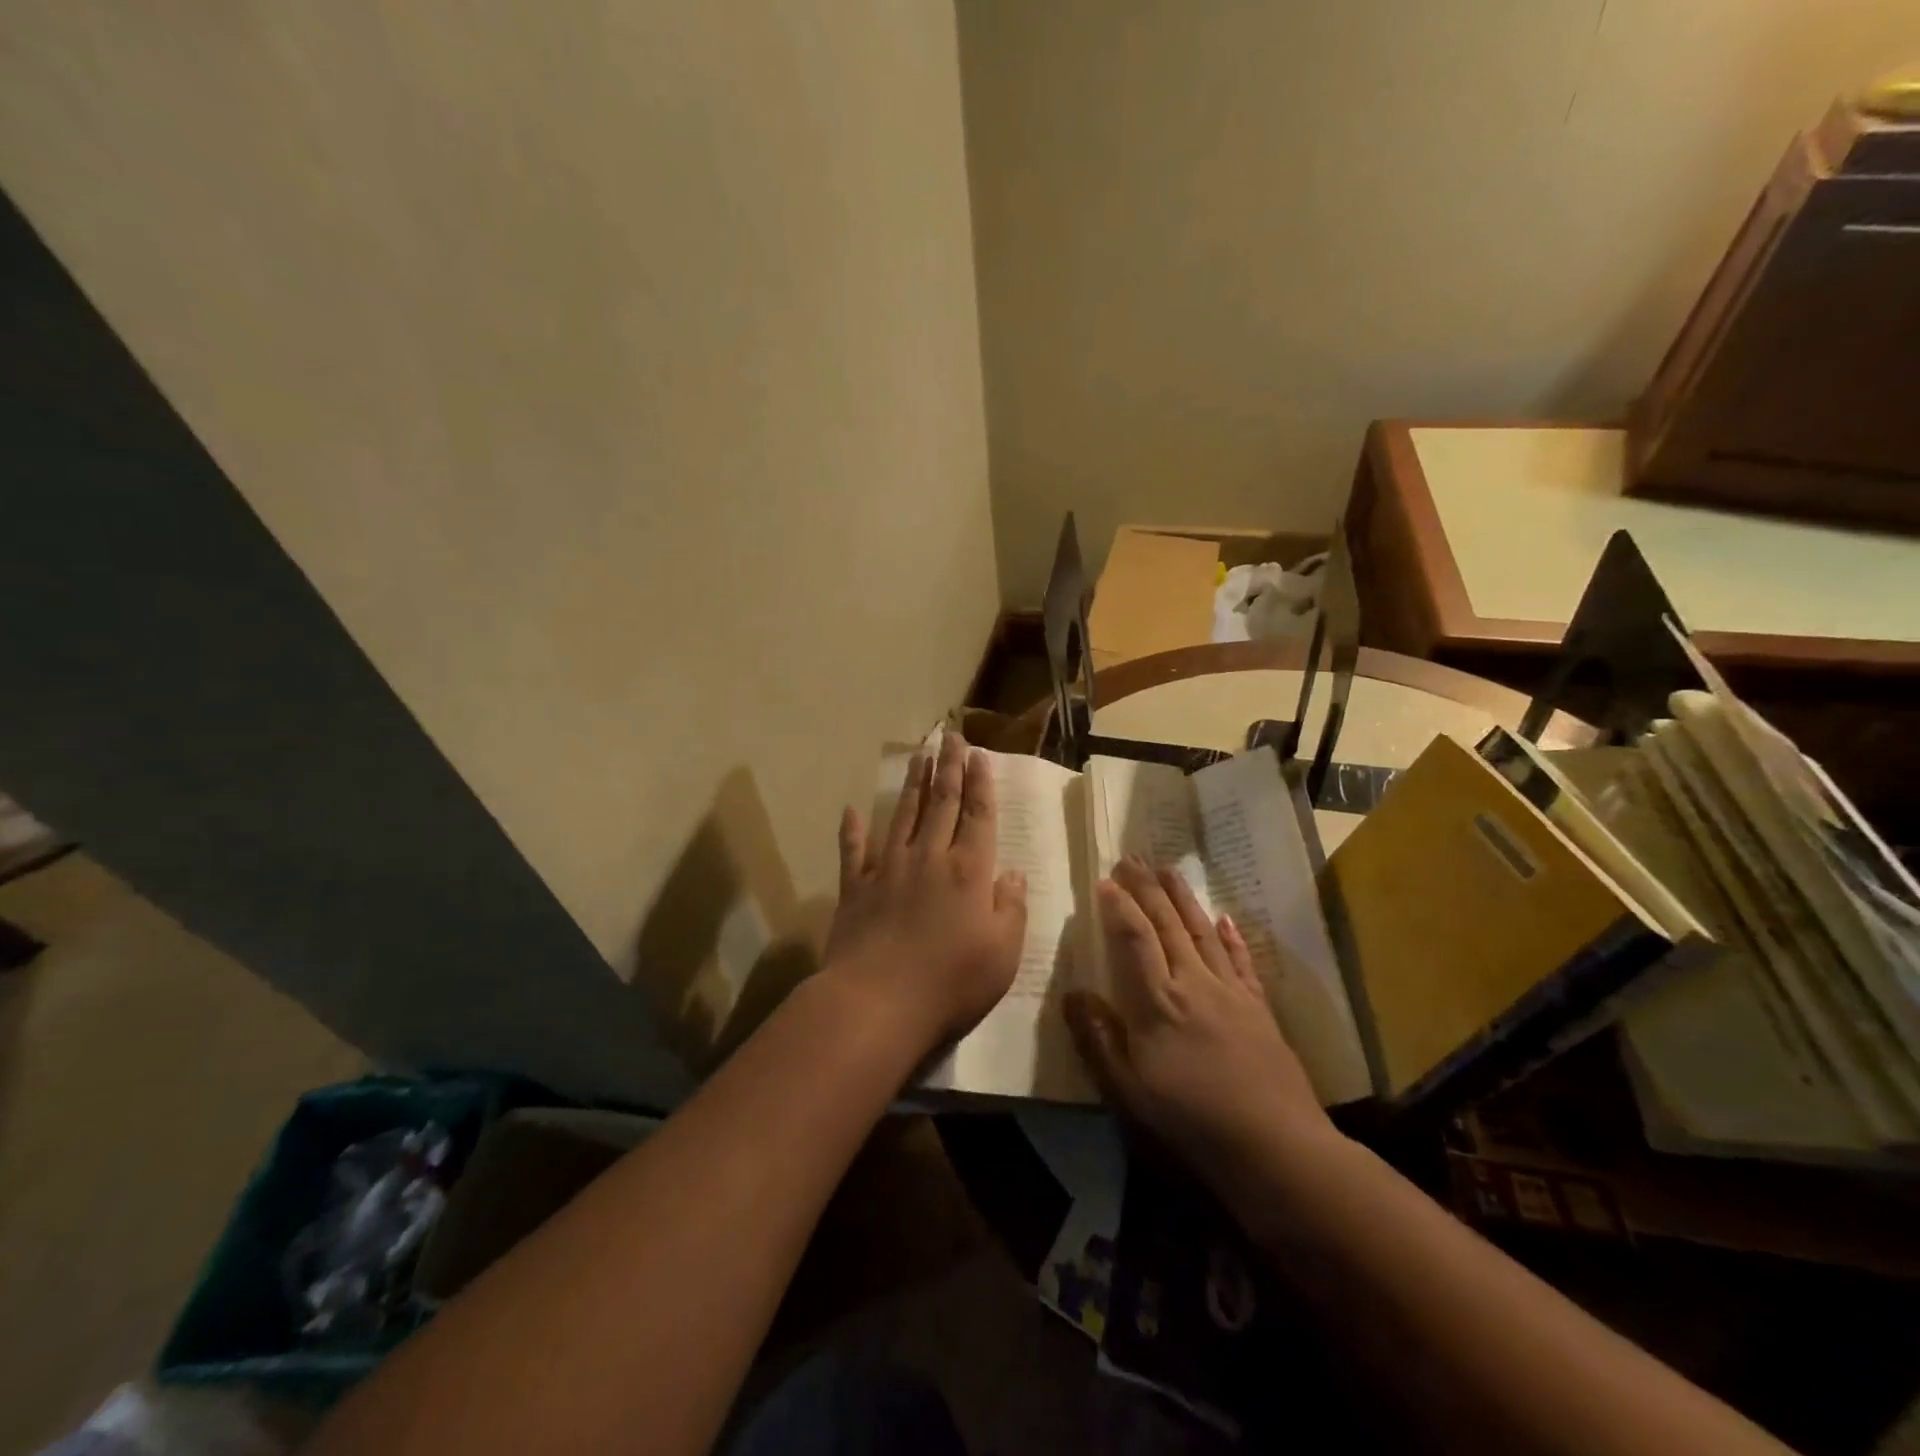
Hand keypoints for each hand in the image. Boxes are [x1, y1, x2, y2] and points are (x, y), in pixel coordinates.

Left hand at [824, 733, 1027, 1056]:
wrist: (877, 1004)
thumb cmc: (951, 983)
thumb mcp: (1003, 953)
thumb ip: (1011, 908)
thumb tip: (1012, 874)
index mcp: (968, 871)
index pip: (977, 815)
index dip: (980, 783)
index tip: (979, 755)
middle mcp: (929, 858)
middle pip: (941, 803)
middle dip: (948, 768)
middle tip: (950, 737)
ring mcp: (888, 870)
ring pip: (903, 816)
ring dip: (913, 785)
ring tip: (919, 756)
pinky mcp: (856, 889)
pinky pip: (854, 853)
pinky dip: (852, 831)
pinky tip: (851, 811)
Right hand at [1065, 857, 1332, 1187]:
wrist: (1275, 1147)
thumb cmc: (1191, 1120)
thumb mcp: (1128, 1091)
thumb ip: (1099, 1039)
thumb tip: (1073, 994)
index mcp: (1158, 1002)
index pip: (1135, 939)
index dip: (1120, 907)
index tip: (1106, 879)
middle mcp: (1194, 984)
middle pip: (1168, 925)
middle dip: (1148, 889)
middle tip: (1133, 857)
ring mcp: (1230, 992)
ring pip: (1202, 932)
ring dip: (1184, 898)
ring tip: (1169, 869)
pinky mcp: (1259, 1008)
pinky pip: (1241, 961)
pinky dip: (1231, 936)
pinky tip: (1224, 918)